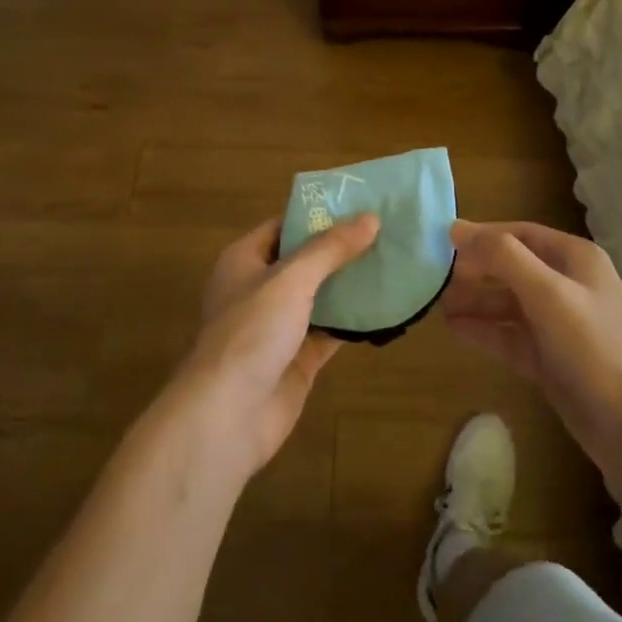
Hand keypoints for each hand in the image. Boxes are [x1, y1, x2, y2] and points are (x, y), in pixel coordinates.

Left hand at [173, 214, 378, 476]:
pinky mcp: (297, 359)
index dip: (319, 214)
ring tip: (394, 262)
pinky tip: (387, 307)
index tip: (360, 204)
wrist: (227, 417)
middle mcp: (260, 289)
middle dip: (342, 249)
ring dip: (351, 284)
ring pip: (321, 296)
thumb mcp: (291, 279)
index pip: (284, 226)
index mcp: (244, 260)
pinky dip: (354, 321)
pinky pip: (330, 331)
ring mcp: (278, 326)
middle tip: (388, 232)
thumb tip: (371, 218)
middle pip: (306, 260)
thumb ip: (330, 249)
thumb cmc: (250, 333)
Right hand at [443, 221, 621, 504]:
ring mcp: (560, 325)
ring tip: (436, 306)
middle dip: (475, 271)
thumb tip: (457, 228)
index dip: (482, 236)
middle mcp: (568, 286)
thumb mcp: (549, 294)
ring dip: (475, 302)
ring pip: (509, 304)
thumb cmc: (595, 350)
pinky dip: (485, 331)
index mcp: (575, 259)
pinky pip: (511, 336)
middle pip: (512, 268)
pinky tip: (455, 330)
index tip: (440, 242)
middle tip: (433, 278)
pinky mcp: (551, 360)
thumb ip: (504, 258)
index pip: (520, 234)